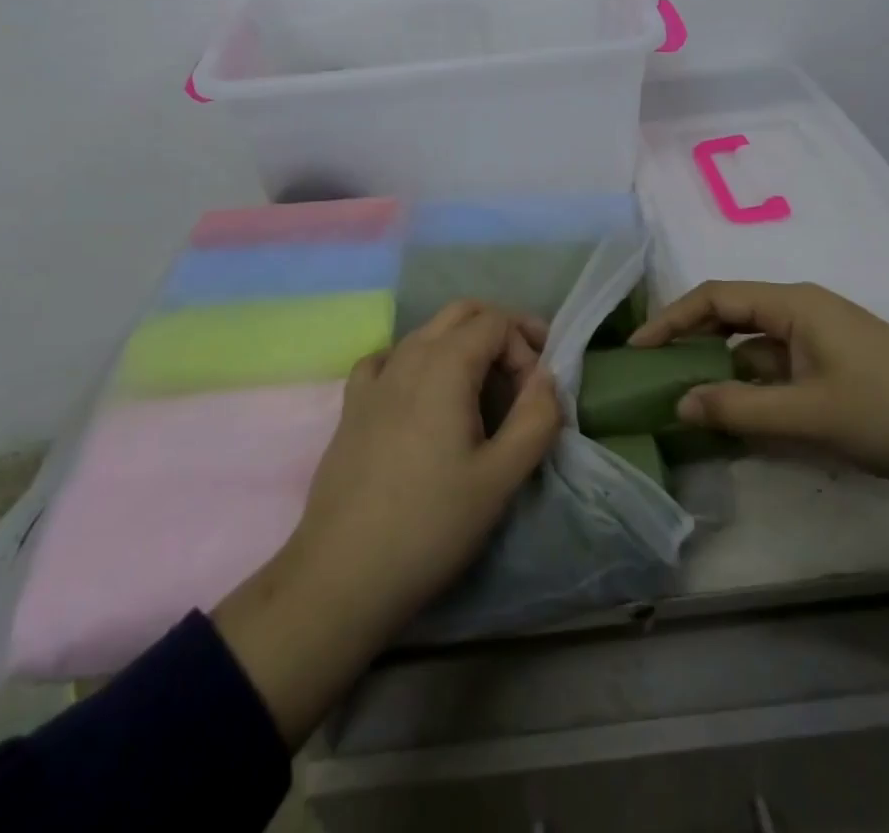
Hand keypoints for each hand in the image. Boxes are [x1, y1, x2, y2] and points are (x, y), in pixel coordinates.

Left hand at [291, 300, 561, 632]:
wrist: (342, 575)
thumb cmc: (431, 525)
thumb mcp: (500, 478)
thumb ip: (536, 419)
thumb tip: (547, 380)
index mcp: (445, 365)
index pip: (496, 322)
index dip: (526, 346)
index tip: (537, 393)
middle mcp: (407, 356)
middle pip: (462, 312)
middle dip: (499, 330)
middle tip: (524, 371)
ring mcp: (374, 378)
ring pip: (426, 332)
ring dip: (462, 344)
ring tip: (482, 389)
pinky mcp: (352, 405)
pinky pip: (389, 358)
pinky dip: (417, 360)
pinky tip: (421, 395)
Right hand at [630, 280, 888, 488]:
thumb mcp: (809, 414)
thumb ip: (739, 409)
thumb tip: (679, 404)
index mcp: (793, 304)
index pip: (714, 298)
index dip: (670, 319)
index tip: (637, 350)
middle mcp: (801, 312)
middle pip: (730, 316)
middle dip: (689, 340)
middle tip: (652, 371)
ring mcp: (820, 340)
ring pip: (753, 346)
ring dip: (720, 369)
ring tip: (684, 397)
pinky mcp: (834, 368)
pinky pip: (777, 369)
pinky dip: (751, 388)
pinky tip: (737, 416)